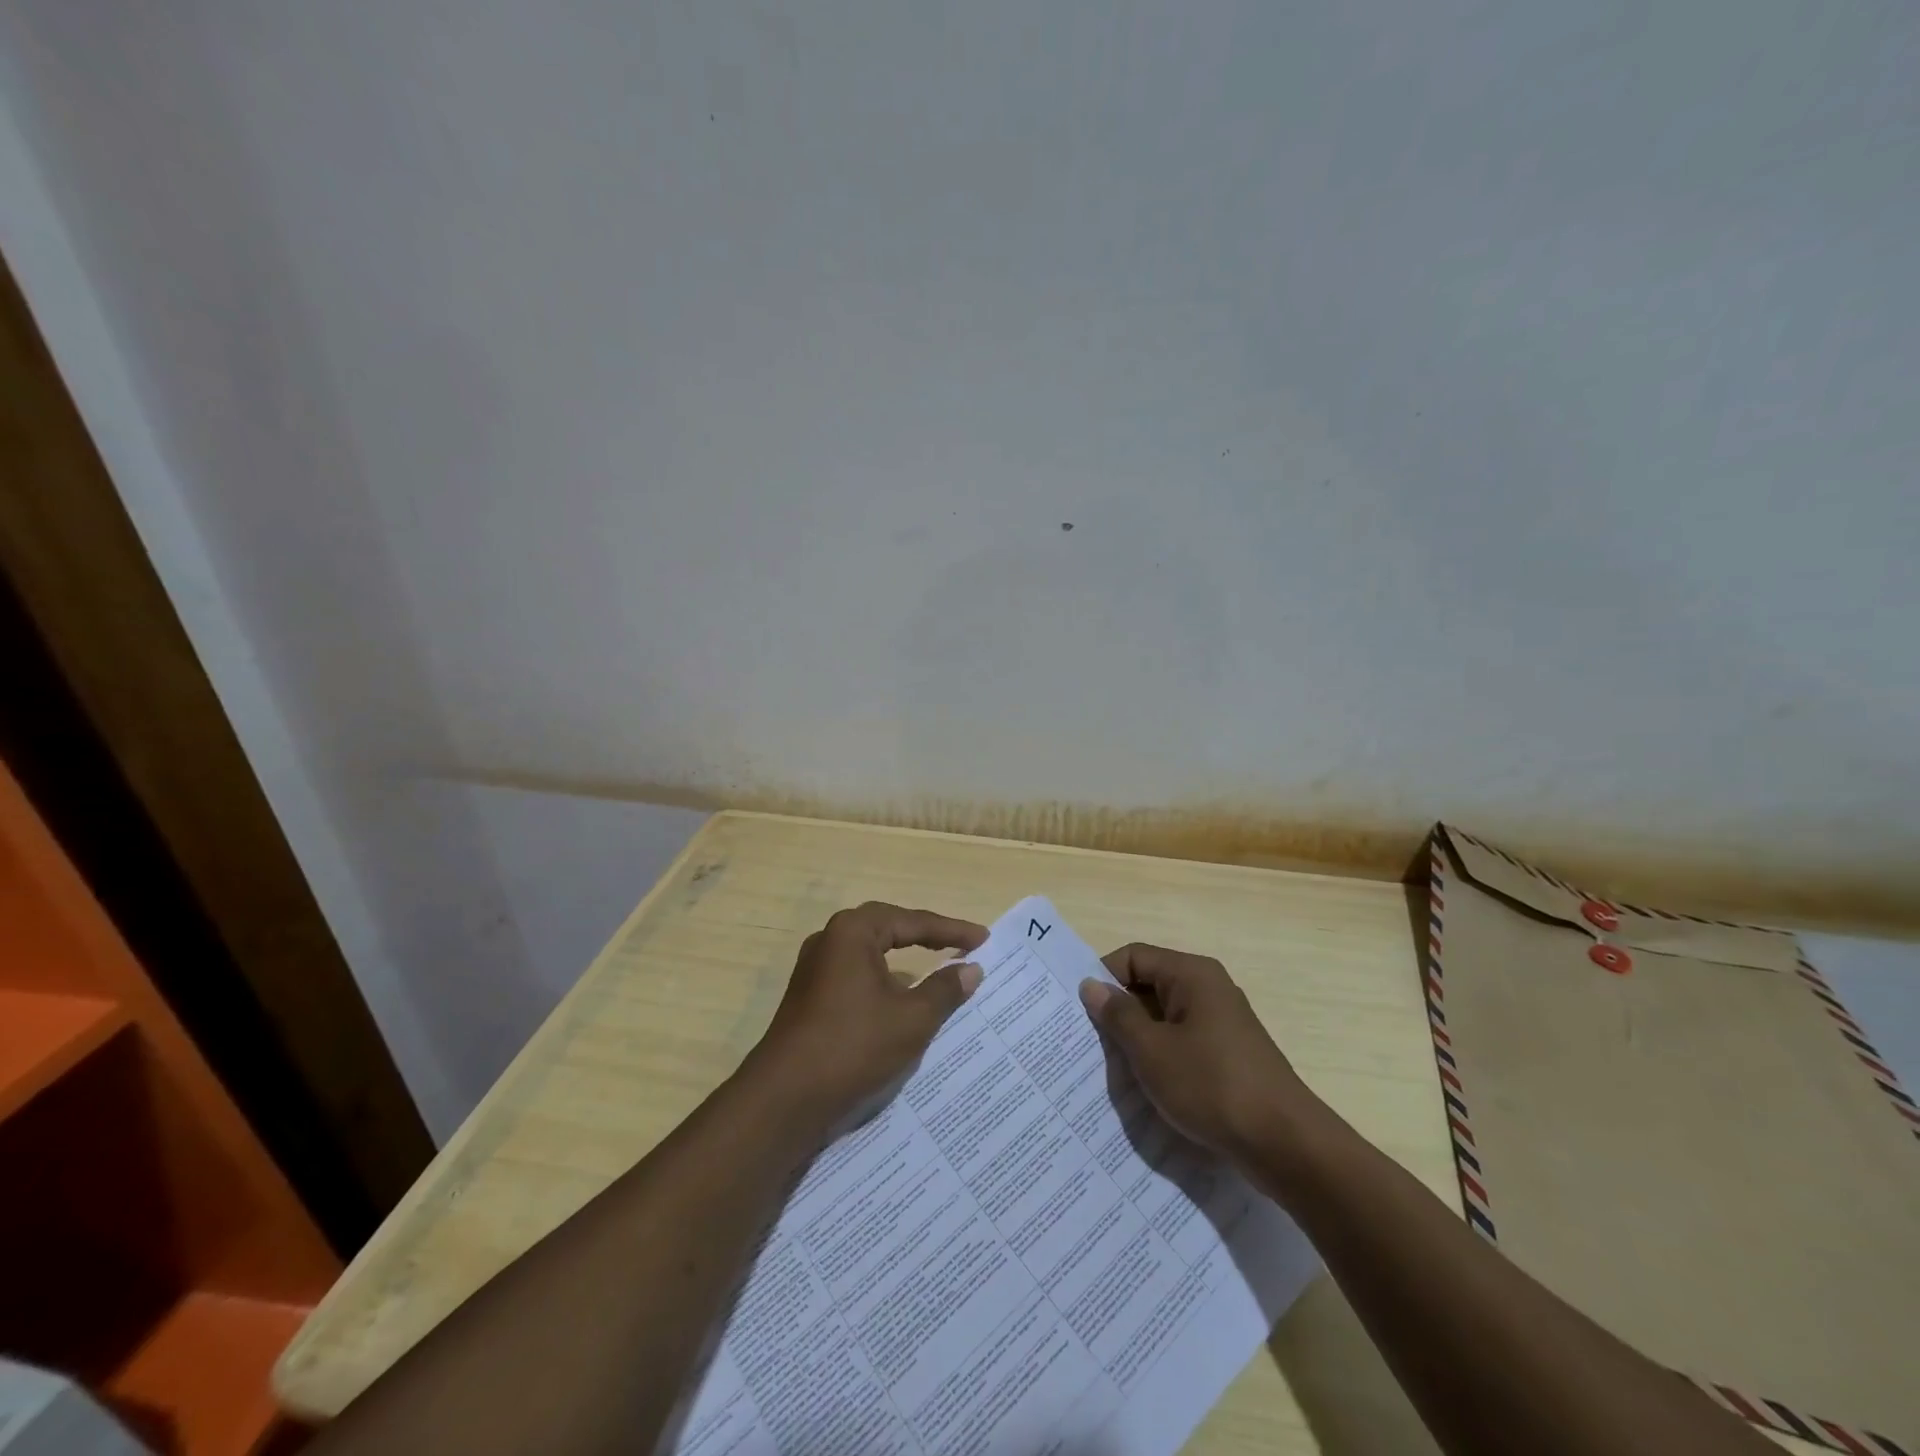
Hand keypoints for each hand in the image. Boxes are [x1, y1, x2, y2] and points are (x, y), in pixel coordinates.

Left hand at [747, 902, 986, 1128]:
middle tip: (962, 946)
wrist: (785, 1099)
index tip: (984, 940)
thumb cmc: (853, 1046)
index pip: (913, 922)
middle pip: (889, 929)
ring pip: (871, 954)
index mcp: (853, 932)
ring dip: (905, 960)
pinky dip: (885, 981)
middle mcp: (830, 940)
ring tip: (938, 968)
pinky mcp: (810, 997)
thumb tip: (971, 969)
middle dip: (926, 937)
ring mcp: (815, 969)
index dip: (952, 931)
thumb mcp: (912, 1019)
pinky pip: (857, 976)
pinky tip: (902, 1000)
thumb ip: (945, 989)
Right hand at [1079, 944, 1316, 1167]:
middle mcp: (1209, 988)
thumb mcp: (1152, 1050)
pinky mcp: (1229, 1054)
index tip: (1078, 1009)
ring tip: (1109, 1065)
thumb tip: (1091, 986)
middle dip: (1118, 1010)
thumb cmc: (1211, 1086)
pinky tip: (1145, 1085)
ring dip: (1137, 1037)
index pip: (1134, 956)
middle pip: (1149, 984)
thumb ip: (1118, 1015)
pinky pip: (1183, 1041)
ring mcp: (1222, 1022)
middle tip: (1086, 1039)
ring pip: (1165, 1017)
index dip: (1103, 977)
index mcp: (1192, 974)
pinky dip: (1161, 1056)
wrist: (1285, 1144)